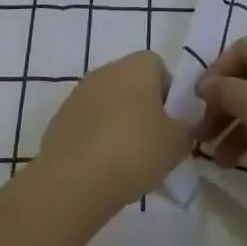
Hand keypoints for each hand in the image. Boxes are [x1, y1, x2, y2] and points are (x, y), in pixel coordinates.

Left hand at [35, 51, 192, 218]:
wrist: (74, 179)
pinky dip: (96, 138)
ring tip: (126, 161)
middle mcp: (107, 70)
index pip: (159, 67)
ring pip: (108, 103)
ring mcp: (79, 92)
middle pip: (132, 84)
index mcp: (137, 66)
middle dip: (143, 109)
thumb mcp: (177, 144)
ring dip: (118, 123)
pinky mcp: (60, 117)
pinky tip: (101, 167)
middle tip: (152, 144)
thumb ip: (186, 128)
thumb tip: (181, 125)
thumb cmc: (134, 151)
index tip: (170, 124)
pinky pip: (88, 122)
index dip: (168, 94)